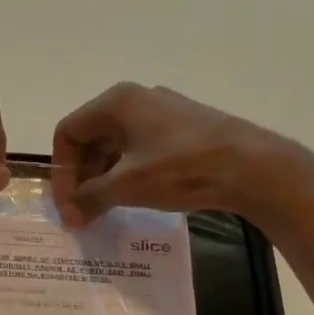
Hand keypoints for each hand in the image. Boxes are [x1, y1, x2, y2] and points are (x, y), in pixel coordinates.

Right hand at [51, 83, 300, 225]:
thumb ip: (89, 198)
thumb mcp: (126, 186)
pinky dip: (129, 171)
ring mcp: (163, 112)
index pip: (68, 132)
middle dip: (82, 175)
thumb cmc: (180, 169)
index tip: (68, 204)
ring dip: (105, 176)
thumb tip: (68, 215)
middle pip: (91, 137)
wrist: (252, 167)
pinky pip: (141, 148)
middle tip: (84, 210)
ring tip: (107, 208)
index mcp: (116, 102)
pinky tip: (136, 196)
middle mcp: (137, 99)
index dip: (61, 170)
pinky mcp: (184, 128)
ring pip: (117, 144)